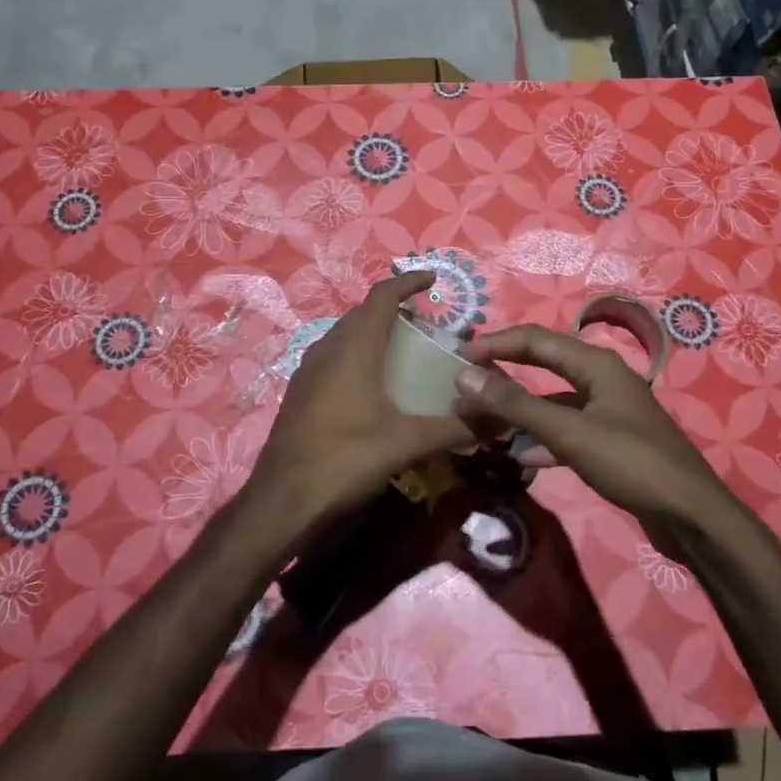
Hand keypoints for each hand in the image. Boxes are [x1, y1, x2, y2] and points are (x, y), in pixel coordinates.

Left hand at [246, 272, 474, 536]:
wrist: (282, 500)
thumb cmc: (345, 459)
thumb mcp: (407, 444)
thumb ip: (454, 429)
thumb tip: (498, 420)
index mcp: (353, 348)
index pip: (382, 296)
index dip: (408, 282)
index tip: (433, 280)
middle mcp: (327, 349)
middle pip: (363, 313)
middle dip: (394, 310)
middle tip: (426, 324)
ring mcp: (308, 370)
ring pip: (345, 335)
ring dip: (374, 333)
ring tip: (404, 351)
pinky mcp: (300, 392)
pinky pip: (334, 357)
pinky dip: (358, 355)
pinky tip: (374, 385)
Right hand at [452, 325, 728, 528]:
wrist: (692, 516)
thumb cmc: (632, 463)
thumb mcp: (570, 433)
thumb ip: (516, 404)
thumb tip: (465, 376)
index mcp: (596, 364)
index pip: (534, 339)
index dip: (495, 343)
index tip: (458, 355)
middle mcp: (602, 378)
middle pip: (544, 362)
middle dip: (505, 368)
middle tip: (467, 376)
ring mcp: (608, 410)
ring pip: (554, 398)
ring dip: (521, 407)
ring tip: (486, 418)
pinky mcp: (611, 440)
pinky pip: (567, 428)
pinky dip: (543, 437)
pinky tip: (522, 456)